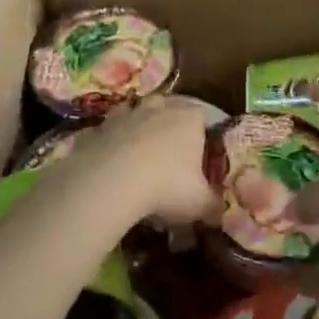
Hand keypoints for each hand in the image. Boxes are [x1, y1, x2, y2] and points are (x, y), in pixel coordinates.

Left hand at [54, 94, 219, 226]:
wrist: (111, 181)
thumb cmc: (167, 186)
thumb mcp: (200, 203)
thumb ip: (213, 204)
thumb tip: (220, 211)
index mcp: (189, 118)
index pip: (202, 115)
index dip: (202, 132)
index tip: (200, 152)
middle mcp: (159, 108)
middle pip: (168, 107)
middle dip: (169, 125)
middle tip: (170, 153)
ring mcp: (126, 114)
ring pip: (136, 114)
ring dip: (138, 129)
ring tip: (139, 156)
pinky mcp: (98, 127)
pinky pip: (108, 132)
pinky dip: (111, 143)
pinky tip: (111, 164)